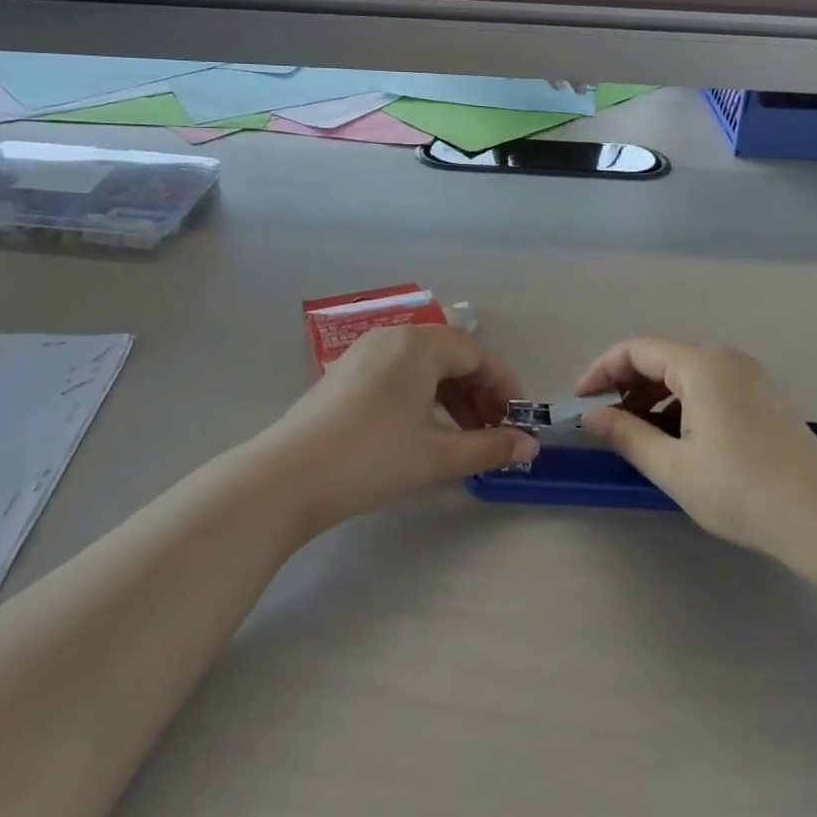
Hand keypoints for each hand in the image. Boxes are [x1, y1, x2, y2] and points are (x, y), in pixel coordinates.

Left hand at [266, 324, 537, 532]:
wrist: (286, 478)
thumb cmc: (371, 458)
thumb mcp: (436, 455)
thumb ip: (488, 446)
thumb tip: (530, 446)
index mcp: (419, 344)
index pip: (476, 353)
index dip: (504, 385)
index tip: (519, 420)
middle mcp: (393, 337)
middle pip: (450, 355)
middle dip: (479, 392)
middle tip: (495, 433)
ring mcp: (364, 354)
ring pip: (423, 366)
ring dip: (452, 397)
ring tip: (465, 437)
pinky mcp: (345, 375)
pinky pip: (399, 375)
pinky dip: (422, 398)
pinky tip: (425, 432)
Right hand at [575, 338, 816, 574]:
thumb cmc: (744, 492)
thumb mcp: (674, 467)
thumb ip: (627, 434)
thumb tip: (590, 417)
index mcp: (702, 365)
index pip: (637, 349)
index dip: (602, 370)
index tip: (580, 401)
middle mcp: (726, 359)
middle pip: (661, 357)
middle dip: (626, 384)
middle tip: (605, 422)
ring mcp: (750, 376)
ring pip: (685, 373)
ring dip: (653, 396)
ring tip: (636, 435)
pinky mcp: (763, 397)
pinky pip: (709, 386)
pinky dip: (681, 403)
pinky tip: (676, 438)